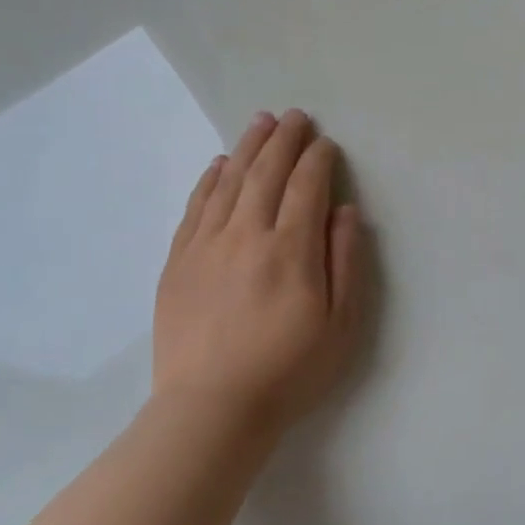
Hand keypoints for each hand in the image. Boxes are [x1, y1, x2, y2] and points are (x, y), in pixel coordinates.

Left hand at [153, 110, 370, 434]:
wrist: (212, 409)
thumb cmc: (289, 369)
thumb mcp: (342, 324)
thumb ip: (346, 261)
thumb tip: (345, 211)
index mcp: (291, 249)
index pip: (306, 187)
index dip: (319, 160)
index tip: (326, 144)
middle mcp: (247, 235)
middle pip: (267, 173)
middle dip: (285, 140)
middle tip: (296, 116)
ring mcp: (207, 245)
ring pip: (230, 181)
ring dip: (248, 147)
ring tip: (261, 122)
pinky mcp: (179, 261)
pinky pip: (195, 207)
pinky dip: (210, 179)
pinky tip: (219, 163)